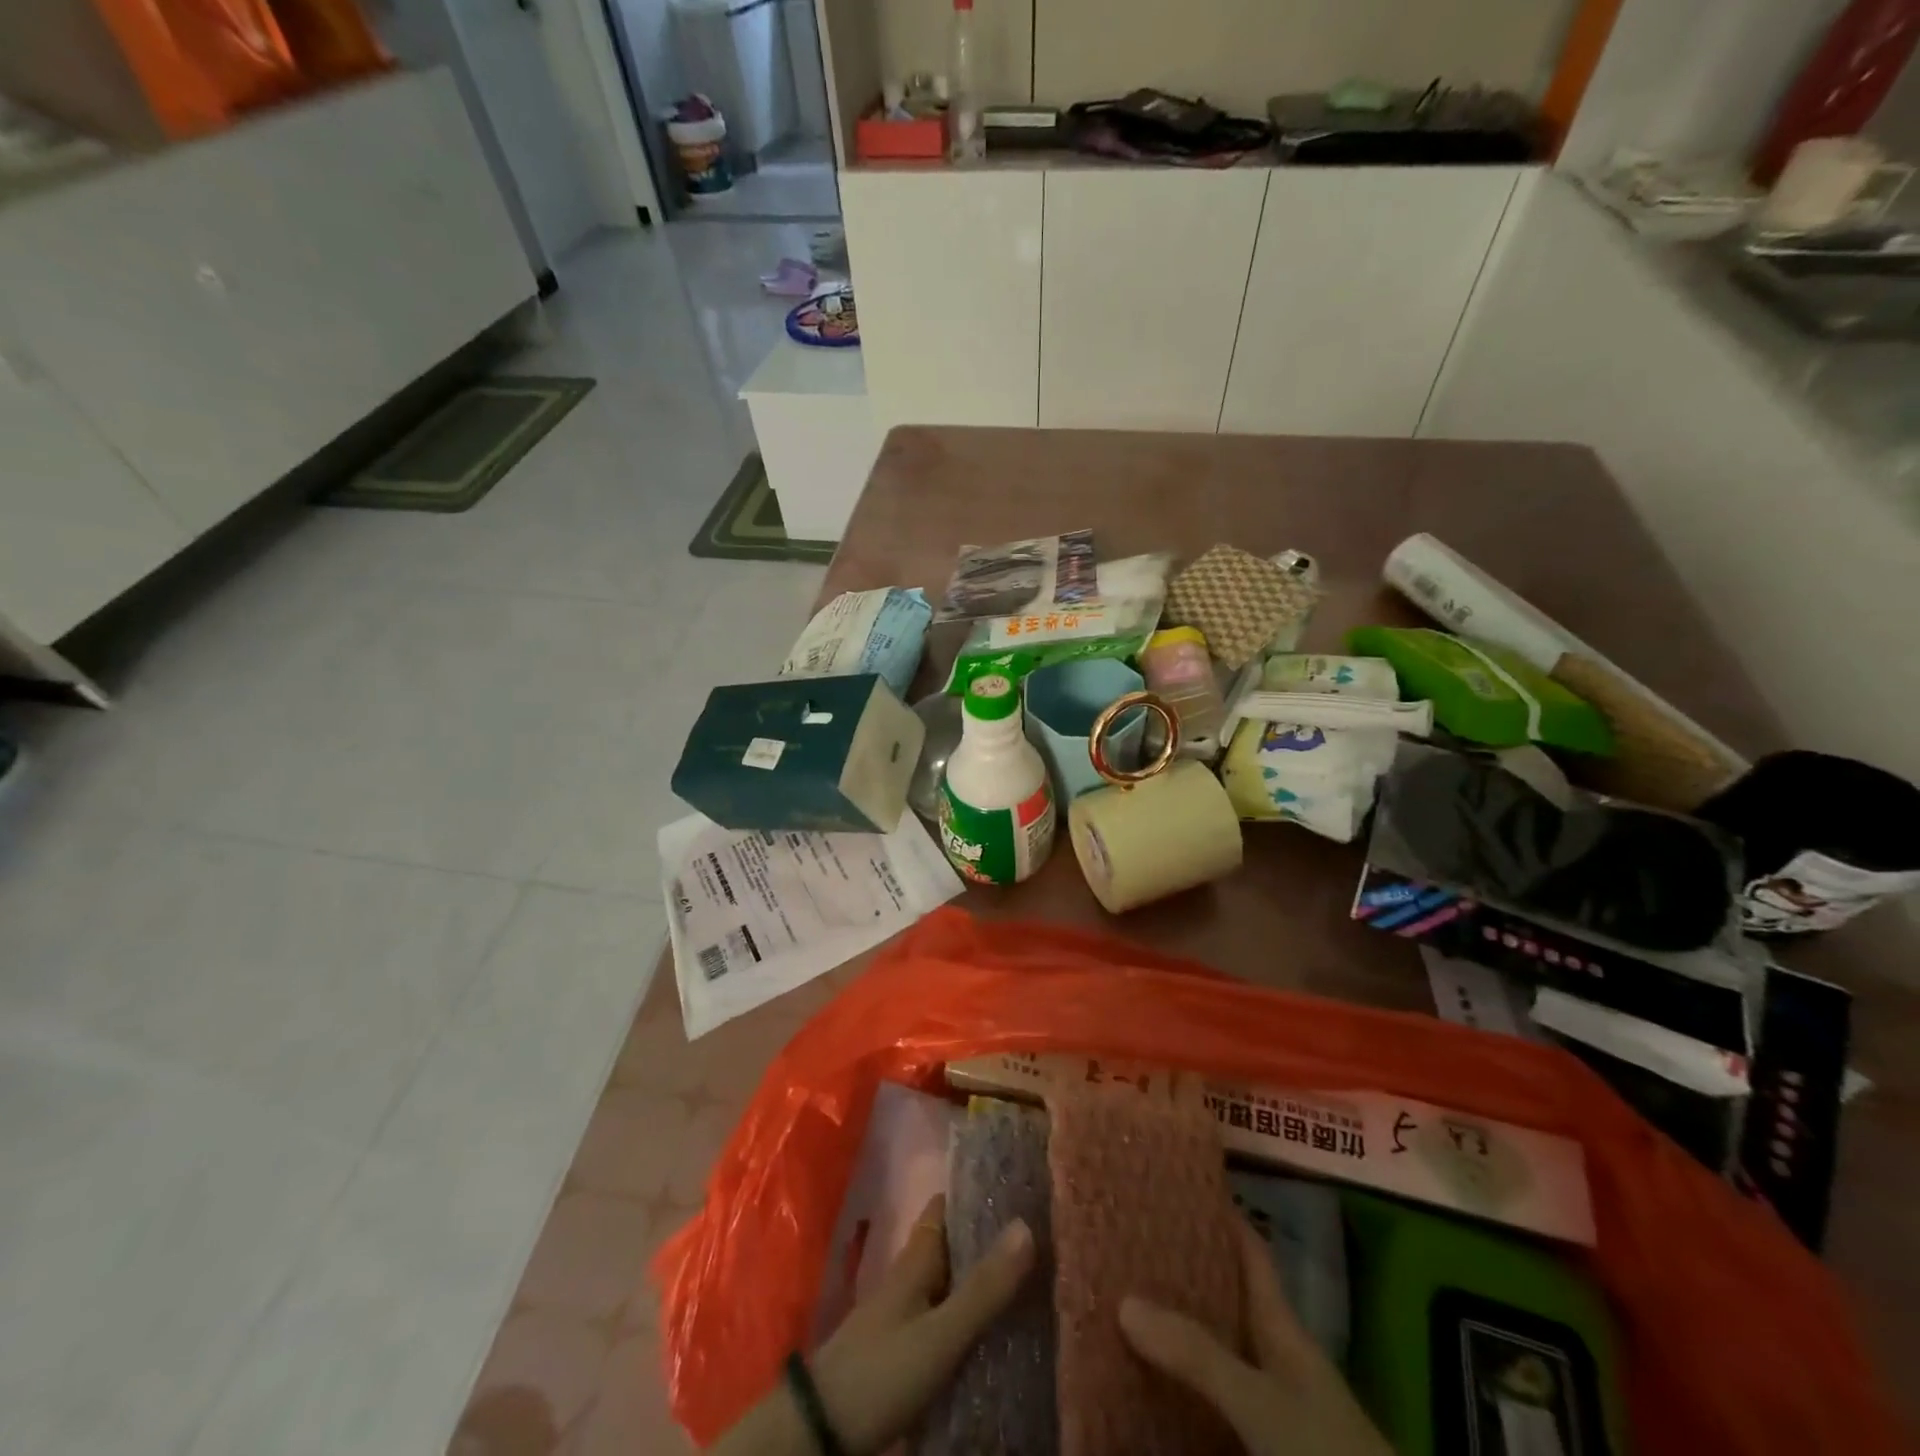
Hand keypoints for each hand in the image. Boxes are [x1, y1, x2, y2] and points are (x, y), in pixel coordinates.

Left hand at [711, 1194, 1035, 1455]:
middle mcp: (911, 1277)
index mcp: (916, 1259)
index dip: (976, 1193)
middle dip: (988, 1239)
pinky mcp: (907, 1350)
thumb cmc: (882, 1368)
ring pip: (951, 1283)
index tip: (1016, 1187)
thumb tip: (1026, 1224)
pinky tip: (999, 1329)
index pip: (945, 1207)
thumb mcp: (940, 1332)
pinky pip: (947, 1319)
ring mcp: (906, 1314)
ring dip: (982, 1279)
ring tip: (1031, 1279)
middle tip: (1038, 1236)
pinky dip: (971, 1316)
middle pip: (953, 1245)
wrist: (823, 1430)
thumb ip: (983, 1287)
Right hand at [1119, 1216, 1391, 1455]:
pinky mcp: (1261, 1442)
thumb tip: (1125, 1300)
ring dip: (1177, 1331)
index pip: (1251, 1253)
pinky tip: (1146, 1382)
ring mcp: (1270, 1404)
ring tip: (1123, 1300)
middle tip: (1129, 1239)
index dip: (1221, 1213)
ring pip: (1214, 1351)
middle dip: (1181, 1270)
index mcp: (1282, 1327)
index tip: (1179, 1181)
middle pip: (1225, 1299)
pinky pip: (1210, 1401)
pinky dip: (1181, 1388)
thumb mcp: (1262, 1400)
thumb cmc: (1327, 1450)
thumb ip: (1199, 1354)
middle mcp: (1275, 1357)